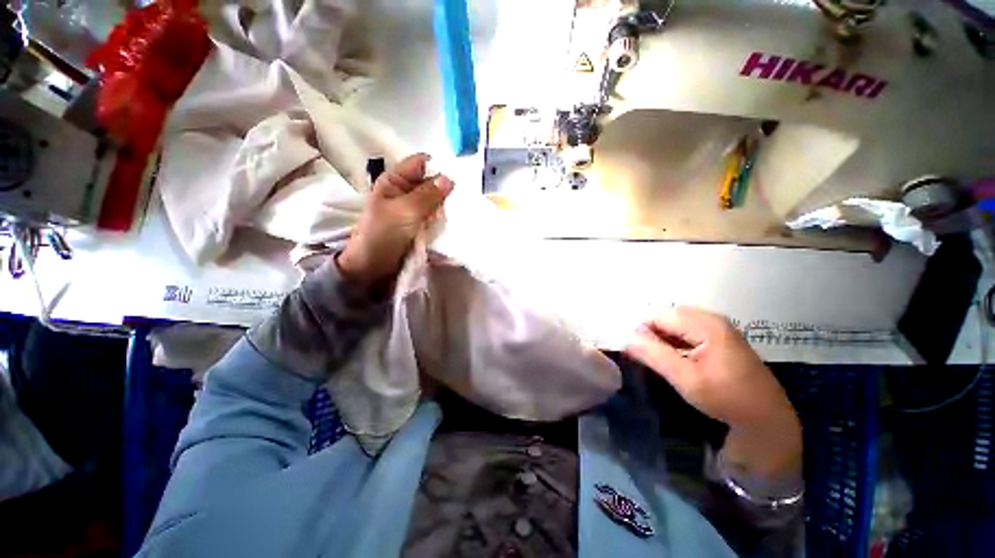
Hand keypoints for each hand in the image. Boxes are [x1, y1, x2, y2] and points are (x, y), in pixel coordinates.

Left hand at [337, 154, 453, 286]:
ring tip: (463, 210)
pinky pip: (436, 217)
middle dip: (446, 189)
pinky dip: (444, 219)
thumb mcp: (405, 211)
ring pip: (436, 201)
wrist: (372, 267)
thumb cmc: (382, 235)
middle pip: (431, 182)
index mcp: (395, 181)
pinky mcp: (420, 225)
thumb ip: (428, 195)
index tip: (460, 176)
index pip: (421, 163)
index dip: (439, 166)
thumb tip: (449, 178)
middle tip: (465, 198)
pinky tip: (455, 221)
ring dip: (447, 206)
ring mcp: (413, 210)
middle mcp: (405, 192)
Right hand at [625, 307, 801, 477]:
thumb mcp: (686, 379)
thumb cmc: (727, 399)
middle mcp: (711, 318)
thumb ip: (654, 355)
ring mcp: (716, 326)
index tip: (635, 352)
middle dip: (651, 334)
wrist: (766, 418)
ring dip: (661, 338)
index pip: (658, 316)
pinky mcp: (718, 336)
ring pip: (674, 324)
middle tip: (647, 358)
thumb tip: (625, 338)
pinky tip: (674, 359)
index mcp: (705, 324)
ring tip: (658, 360)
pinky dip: (673, 342)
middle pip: (666, 317)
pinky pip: (685, 331)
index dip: (642, 331)